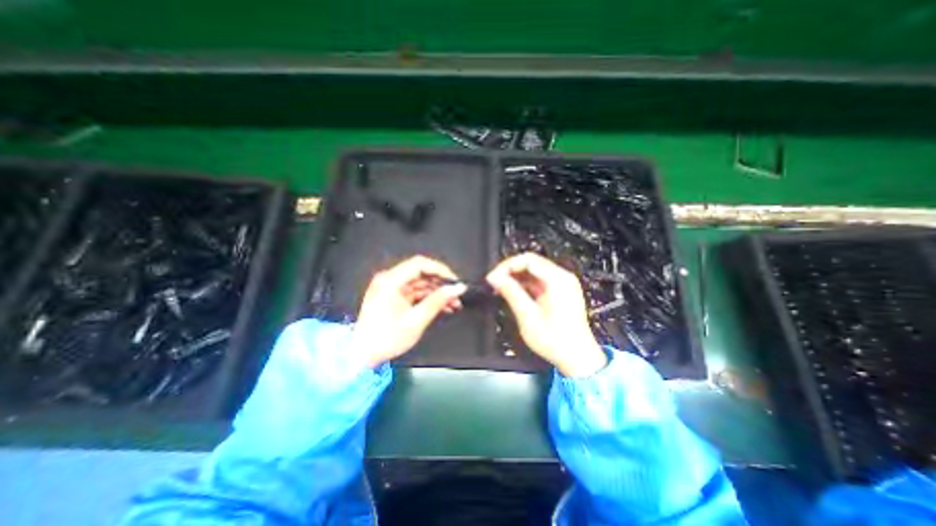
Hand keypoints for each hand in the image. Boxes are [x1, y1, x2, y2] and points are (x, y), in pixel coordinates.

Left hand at [354, 257, 464, 368]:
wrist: (362, 355)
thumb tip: (456, 289)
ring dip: (437, 292)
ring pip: (421, 283)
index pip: (420, 264)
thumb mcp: (415, 320)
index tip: (454, 281)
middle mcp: (389, 280)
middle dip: (441, 283)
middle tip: (456, 294)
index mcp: (390, 281)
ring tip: (453, 303)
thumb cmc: (384, 339)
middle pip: (421, 273)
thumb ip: (437, 301)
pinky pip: (416, 292)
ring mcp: (391, 288)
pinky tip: (442, 306)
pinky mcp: (394, 296)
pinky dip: (429, 298)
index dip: (440, 270)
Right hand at [487, 252, 603, 375]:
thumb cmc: (556, 341)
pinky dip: (524, 284)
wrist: (577, 358)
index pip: (527, 260)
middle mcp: (562, 278)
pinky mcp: (560, 292)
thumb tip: (495, 278)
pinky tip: (513, 293)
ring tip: (501, 288)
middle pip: (531, 263)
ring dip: (516, 277)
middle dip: (510, 271)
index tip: (494, 277)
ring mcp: (563, 284)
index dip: (507, 265)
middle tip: (495, 282)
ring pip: (533, 271)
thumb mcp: (528, 316)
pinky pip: (538, 281)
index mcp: (557, 280)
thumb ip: (511, 293)